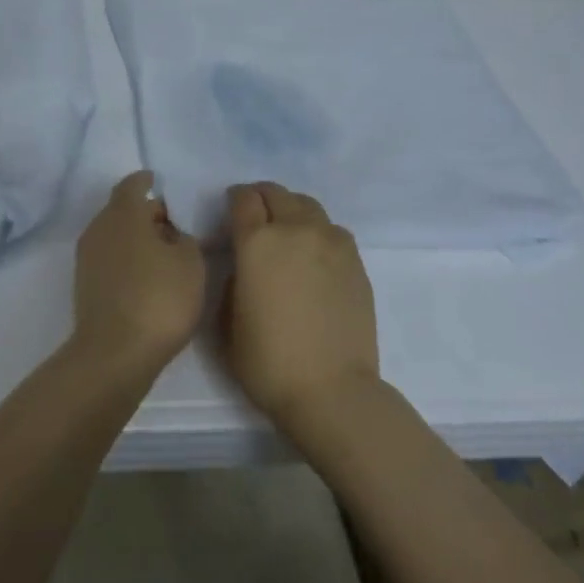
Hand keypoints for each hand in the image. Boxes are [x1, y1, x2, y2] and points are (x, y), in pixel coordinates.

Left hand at [71, 171, 205, 378]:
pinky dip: (127, 259)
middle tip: (175, 225)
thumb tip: (170, 232)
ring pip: (115, 235)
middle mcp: (98, 227)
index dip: (149, 182)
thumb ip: (184, 237)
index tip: (164, 185)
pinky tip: (148, 277)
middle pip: (123, 209)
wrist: (115, 354)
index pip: (133, 184)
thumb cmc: (159, 298)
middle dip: (147, 213)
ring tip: (165, 254)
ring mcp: (87, 258)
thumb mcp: (191, 262)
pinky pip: (110, 258)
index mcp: (123, 213)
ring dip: (136, 239)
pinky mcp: (85, 285)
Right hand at [221, 182, 379, 430]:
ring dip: (292, 211)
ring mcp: (331, 243)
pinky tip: (314, 256)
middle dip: (262, 198)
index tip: (231, 211)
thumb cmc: (268, 361)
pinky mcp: (356, 261)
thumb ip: (234, 281)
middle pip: (277, 193)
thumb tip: (246, 267)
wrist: (331, 390)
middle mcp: (295, 230)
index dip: (234, 200)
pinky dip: (318, 232)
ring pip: (308, 205)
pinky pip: (332, 230)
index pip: (243, 199)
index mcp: (257, 242)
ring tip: (287, 233)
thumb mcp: (227, 322)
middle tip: (256, 217)